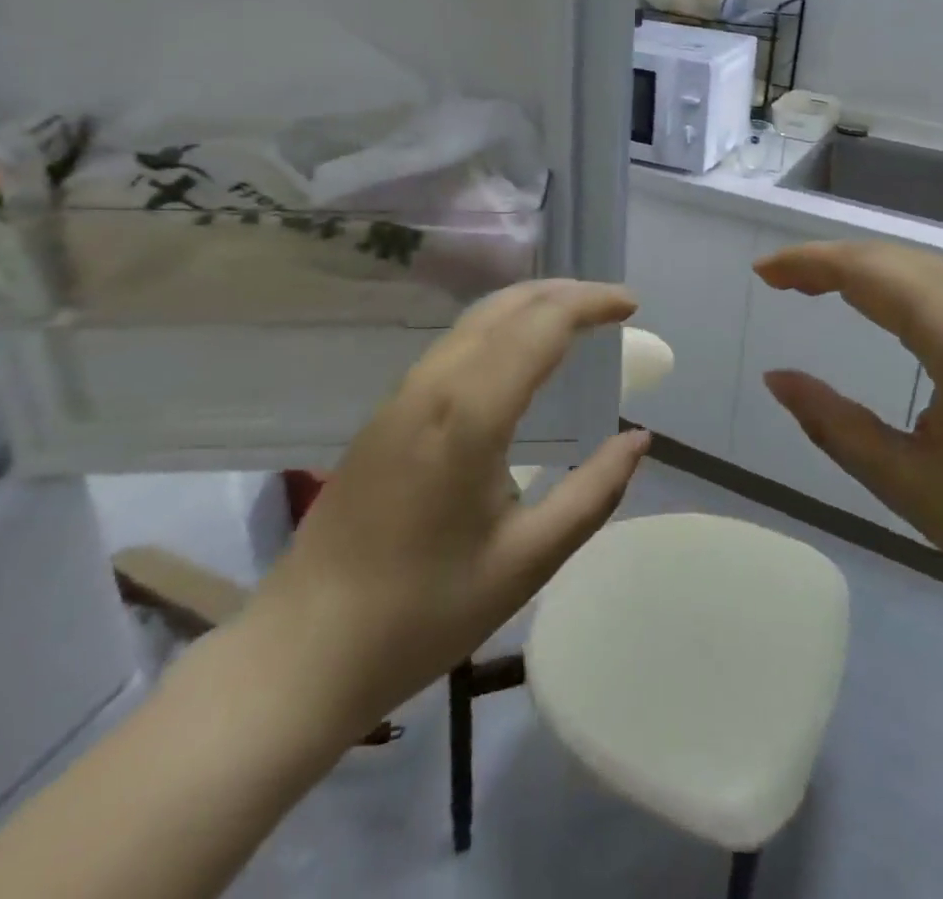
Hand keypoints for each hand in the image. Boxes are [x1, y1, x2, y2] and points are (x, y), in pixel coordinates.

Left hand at [235, 280, 649, 757]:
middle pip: (506, 306)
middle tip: (611, 305)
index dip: (591, 303)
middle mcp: (434, 385)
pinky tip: (518, 354)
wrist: (304, 650)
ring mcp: (402, 394)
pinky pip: (454, 344)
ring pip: (475, 320)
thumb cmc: (424, 613)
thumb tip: (638, 439)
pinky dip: (500, 328)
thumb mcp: (527, 561)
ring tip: (576, 319)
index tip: (631, 305)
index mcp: (471, 414)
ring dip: (530, 305)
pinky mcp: (386, 411)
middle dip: (564, 292)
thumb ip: (593, 493)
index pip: (541, 326)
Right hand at [755, 241, 942, 635]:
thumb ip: (833, 423)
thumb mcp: (908, 484)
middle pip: (895, 259)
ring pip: (924, 269)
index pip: (869, 273)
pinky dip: (900, 286)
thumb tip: (776, 378)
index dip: (808, 264)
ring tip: (814, 287)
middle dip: (830, 261)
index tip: (762, 273)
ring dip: (866, 270)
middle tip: (778, 280)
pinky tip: (881, 307)